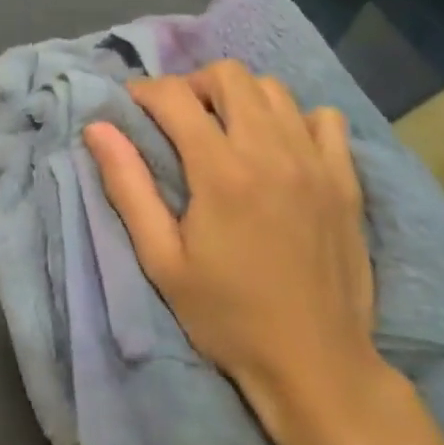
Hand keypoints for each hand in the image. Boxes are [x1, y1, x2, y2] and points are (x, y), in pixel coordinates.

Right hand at [83, 62, 382, 444]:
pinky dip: (297, 119)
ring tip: (227, 130)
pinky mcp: (346, 180)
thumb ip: (127, 186)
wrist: (317, 369)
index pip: (175, 95)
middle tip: (181, 119)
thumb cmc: (228, 316)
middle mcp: (270, 152)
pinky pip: (325, 118)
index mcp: (221, 171)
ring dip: (241, 97)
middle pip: (229, 75)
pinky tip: (281, 147)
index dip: (145, 91)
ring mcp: (315, 163)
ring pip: (274, 89)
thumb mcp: (162, 260)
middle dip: (194, 85)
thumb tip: (97, 127)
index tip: (133, 107)